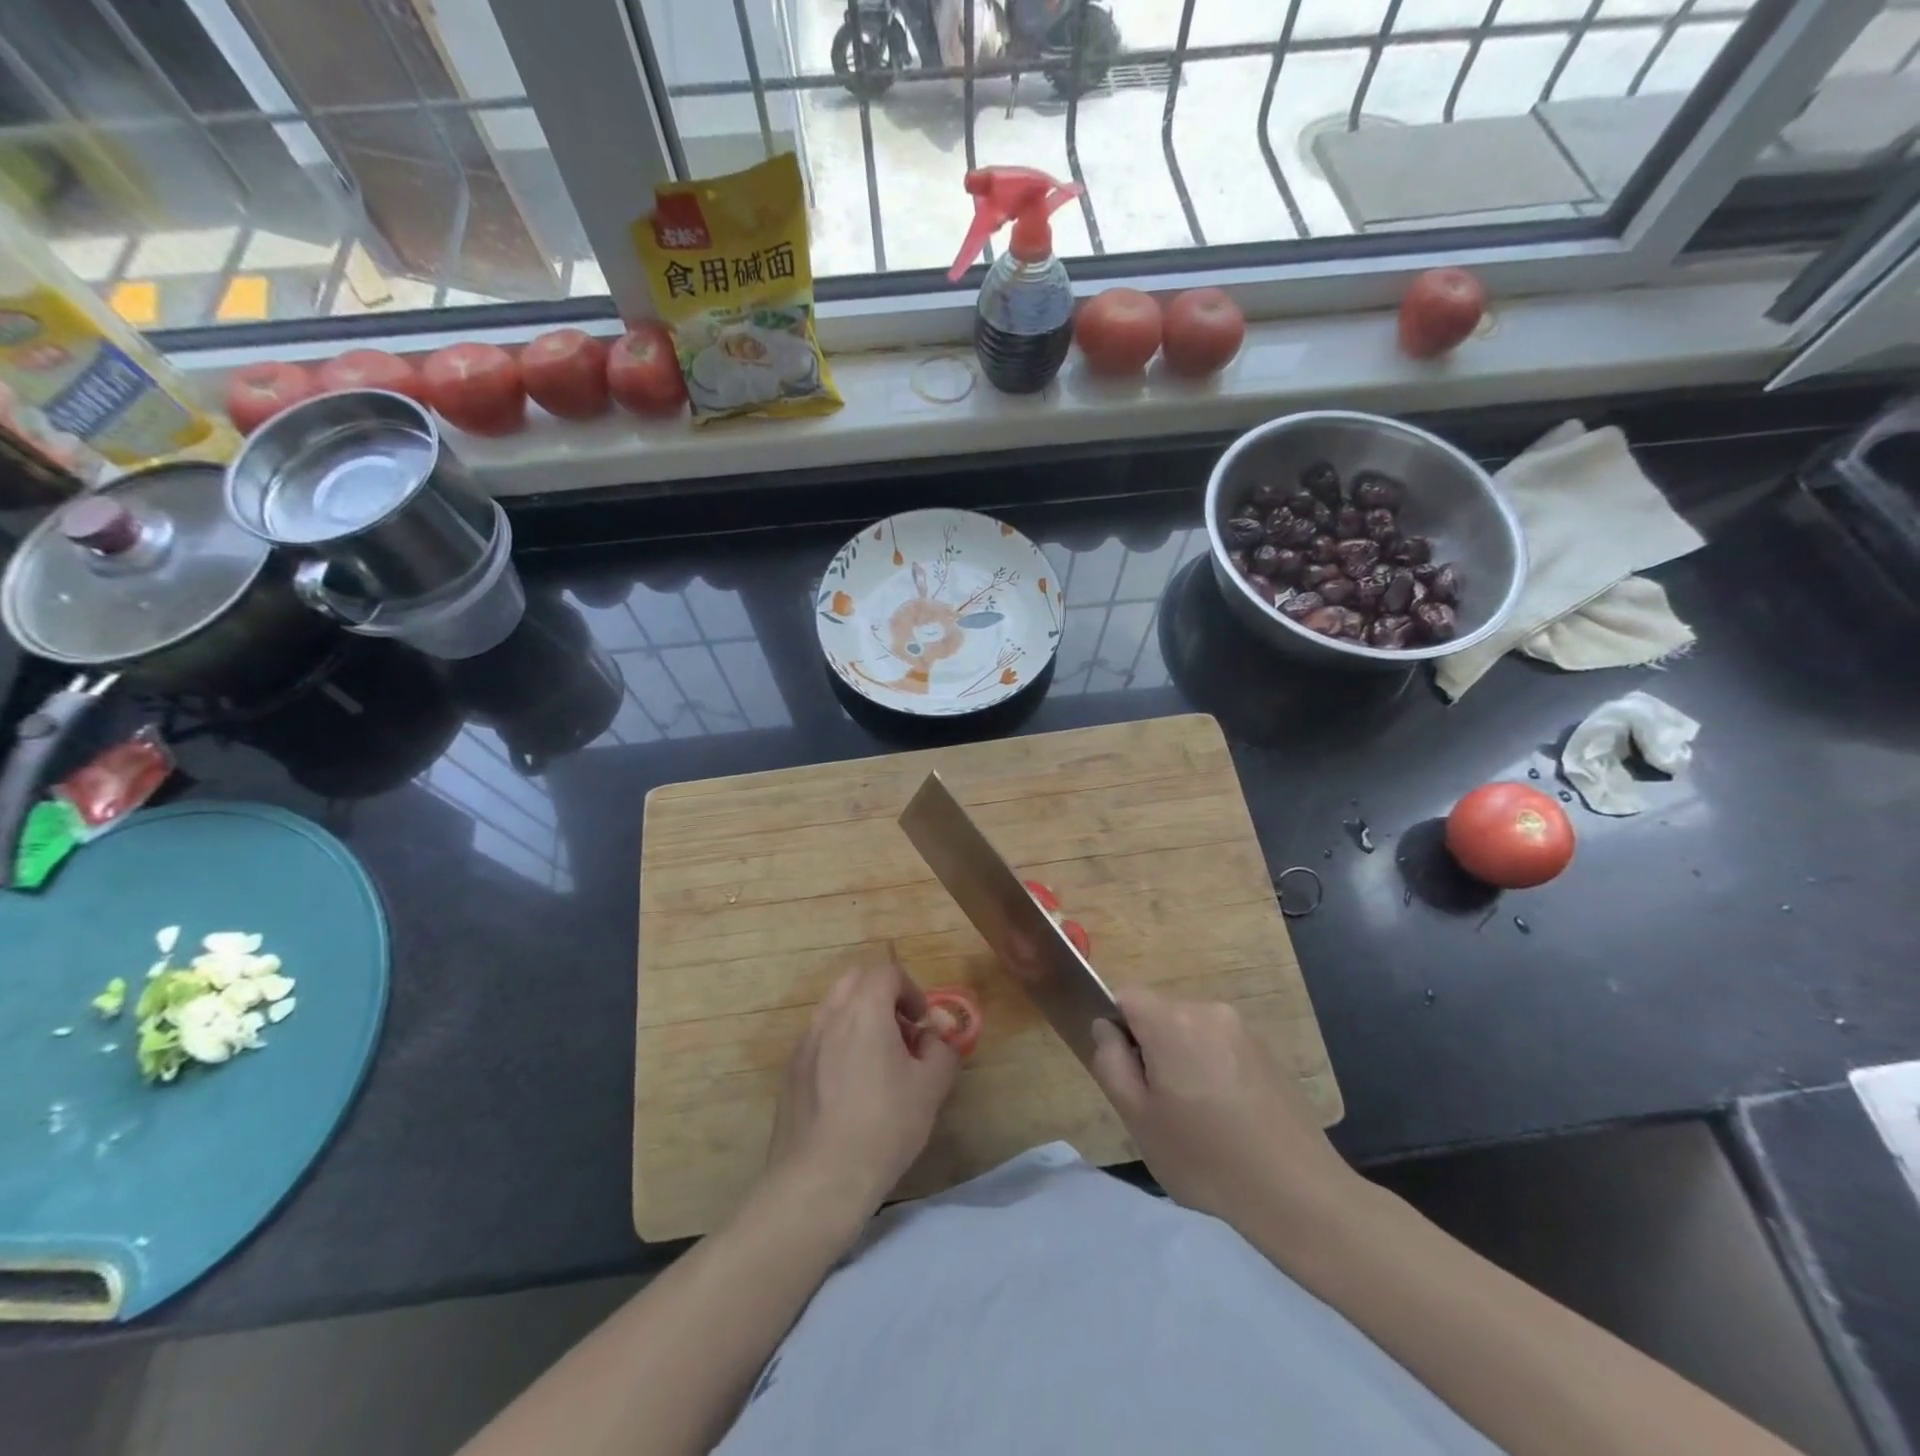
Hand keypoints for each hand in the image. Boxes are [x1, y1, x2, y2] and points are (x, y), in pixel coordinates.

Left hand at [764, 962, 960, 1222]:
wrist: (819, 1180)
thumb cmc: (883, 1126)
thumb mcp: (931, 1088)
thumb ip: (941, 1051)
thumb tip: (934, 1039)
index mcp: (864, 1010)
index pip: (886, 972)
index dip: (910, 989)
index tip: (921, 1021)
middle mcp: (829, 1016)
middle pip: (855, 980)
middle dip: (882, 995)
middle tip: (901, 1031)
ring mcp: (804, 1043)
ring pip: (834, 1008)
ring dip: (859, 1018)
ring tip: (877, 1060)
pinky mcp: (790, 1071)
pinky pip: (818, 1038)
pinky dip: (838, 1042)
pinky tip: (850, 1087)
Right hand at [1088, 987, 1356, 1227]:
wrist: (1298, 1193)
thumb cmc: (1206, 1158)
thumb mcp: (1138, 1118)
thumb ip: (1111, 1063)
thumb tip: (1106, 1028)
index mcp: (1173, 1021)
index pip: (1125, 997)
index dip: (1116, 1029)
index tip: (1128, 1075)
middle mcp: (1209, 1011)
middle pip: (1159, 1014)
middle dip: (1151, 1048)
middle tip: (1159, 1105)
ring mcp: (1243, 1030)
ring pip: (1190, 1031)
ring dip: (1182, 1059)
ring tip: (1196, 1118)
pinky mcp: (1267, 1052)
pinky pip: (1220, 1047)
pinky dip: (1212, 1070)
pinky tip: (1227, 1119)